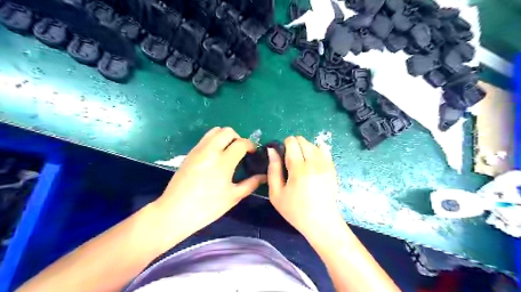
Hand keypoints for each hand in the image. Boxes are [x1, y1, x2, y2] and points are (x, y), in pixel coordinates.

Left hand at [153, 127, 264, 234]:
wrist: (174, 212)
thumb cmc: (207, 207)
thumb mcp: (232, 197)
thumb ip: (250, 184)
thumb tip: (264, 176)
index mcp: (223, 162)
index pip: (241, 143)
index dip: (251, 145)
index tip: (253, 153)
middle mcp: (210, 150)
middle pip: (227, 131)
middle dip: (238, 137)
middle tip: (240, 151)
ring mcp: (198, 150)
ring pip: (215, 131)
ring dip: (225, 137)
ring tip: (228, 151)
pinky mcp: (190, 153)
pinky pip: (205, 138)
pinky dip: (214, 141)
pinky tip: (215, 156)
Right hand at [268, 137, 342, 238]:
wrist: (321, 222)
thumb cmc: (295, 210)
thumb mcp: (276, 194)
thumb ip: (273, 169)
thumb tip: (271, 150)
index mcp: (299, 168)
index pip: (292, 142)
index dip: (284, 144)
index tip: (281, 155)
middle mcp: (315, 162)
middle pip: (303, 140)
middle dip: (294, 145)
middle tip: (290, 160)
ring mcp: (326, 164)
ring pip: (313, 144)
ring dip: (305, 148)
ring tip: (301, 162)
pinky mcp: (332, 168)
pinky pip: (325, 150)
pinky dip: (316, 151)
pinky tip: (312, 162)